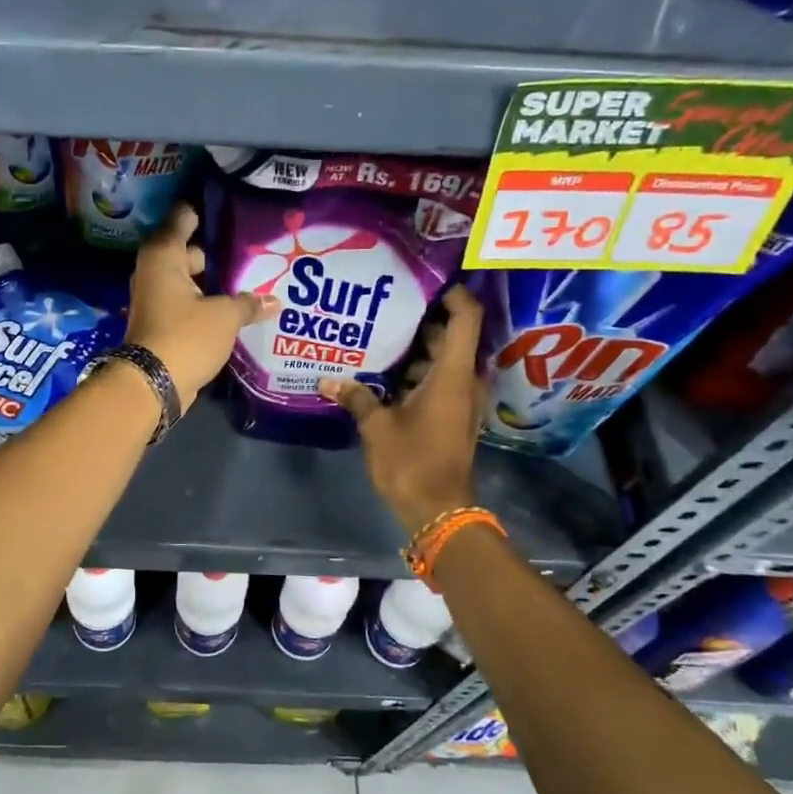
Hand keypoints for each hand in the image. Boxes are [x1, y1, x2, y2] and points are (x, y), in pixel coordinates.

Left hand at [125, 204, 277, 406]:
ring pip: (189, 279)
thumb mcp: (224, 317)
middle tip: (254, 250)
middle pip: (189, 249)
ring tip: (251, 279)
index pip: (184, 216)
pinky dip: (205, 303)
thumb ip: (248, 303)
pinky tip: (234, 307)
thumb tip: (273, 301)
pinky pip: (187, 302)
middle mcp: (154, 270)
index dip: (207, 210)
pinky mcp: (160, 321)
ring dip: (213, 281)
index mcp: (164, 254)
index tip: (234, 208)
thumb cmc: (186, 336)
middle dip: (218, 252)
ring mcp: (155, 297)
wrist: (151, 384)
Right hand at [322, 286, 486, 535]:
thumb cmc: (411, 462)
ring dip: (416, 351)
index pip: (465, 318)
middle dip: (421, 322)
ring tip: (378, 339)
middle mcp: (465, 381)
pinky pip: (439, 382)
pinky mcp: (454, 417)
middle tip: (385, 308)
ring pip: (443, 362)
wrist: (438, 511)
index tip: (425, 282)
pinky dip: (417, 374)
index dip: (452, 295)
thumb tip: (327, 380)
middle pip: (450, 338)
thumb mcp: (377, 427)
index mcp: (453, 375)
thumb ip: (356, 397)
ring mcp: (462, 401)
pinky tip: (383, 376)